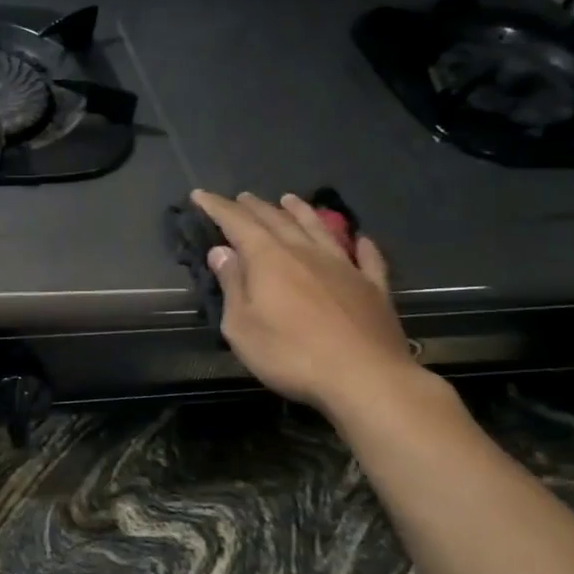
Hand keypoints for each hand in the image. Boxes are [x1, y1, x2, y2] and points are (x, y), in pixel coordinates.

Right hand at [190, 189, 416, 414]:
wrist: (365, 378)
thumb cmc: (291, 354)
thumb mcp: (242, 326)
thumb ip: (232, 285)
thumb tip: (222, 251)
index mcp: (269, 259)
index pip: (238, 224)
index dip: (217, 207)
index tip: (200, 195)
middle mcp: (306, 253)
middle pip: (277, 221)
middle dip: (255, 207)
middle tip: (242, 197)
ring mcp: (344, 267)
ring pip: (319, 229)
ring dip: (302, 212)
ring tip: (290, 199)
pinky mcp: (373, 288)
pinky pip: (367, 258)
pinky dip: (360, 244)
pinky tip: (360, 239)